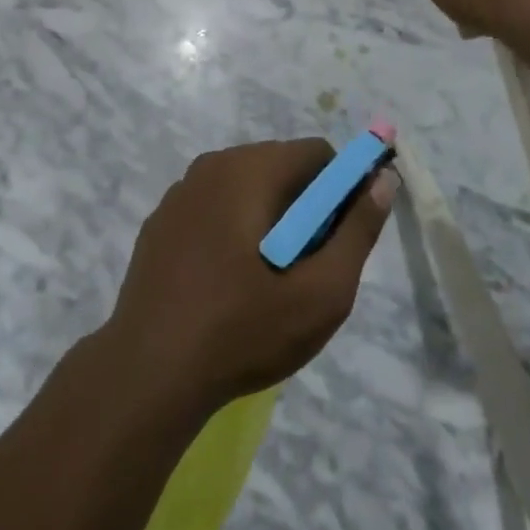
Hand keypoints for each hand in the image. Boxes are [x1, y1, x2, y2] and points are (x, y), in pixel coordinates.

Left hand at [105, 140, 397, 414]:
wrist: (146, 375)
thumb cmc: (241, 331)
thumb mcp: (320, 292)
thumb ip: (357, 231)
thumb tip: (383, 179)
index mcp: (249, 169)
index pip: (317, 153)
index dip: (341, 189)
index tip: (339, 239)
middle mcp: (212, 165)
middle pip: (281, 167)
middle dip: (305, 207)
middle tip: (306, 268)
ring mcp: (180, 193)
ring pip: (246, 187)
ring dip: (269, 219)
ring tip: (268, 281)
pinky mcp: (160, 222)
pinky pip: (214, 208)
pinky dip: (232, 229)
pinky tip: (227, 284)